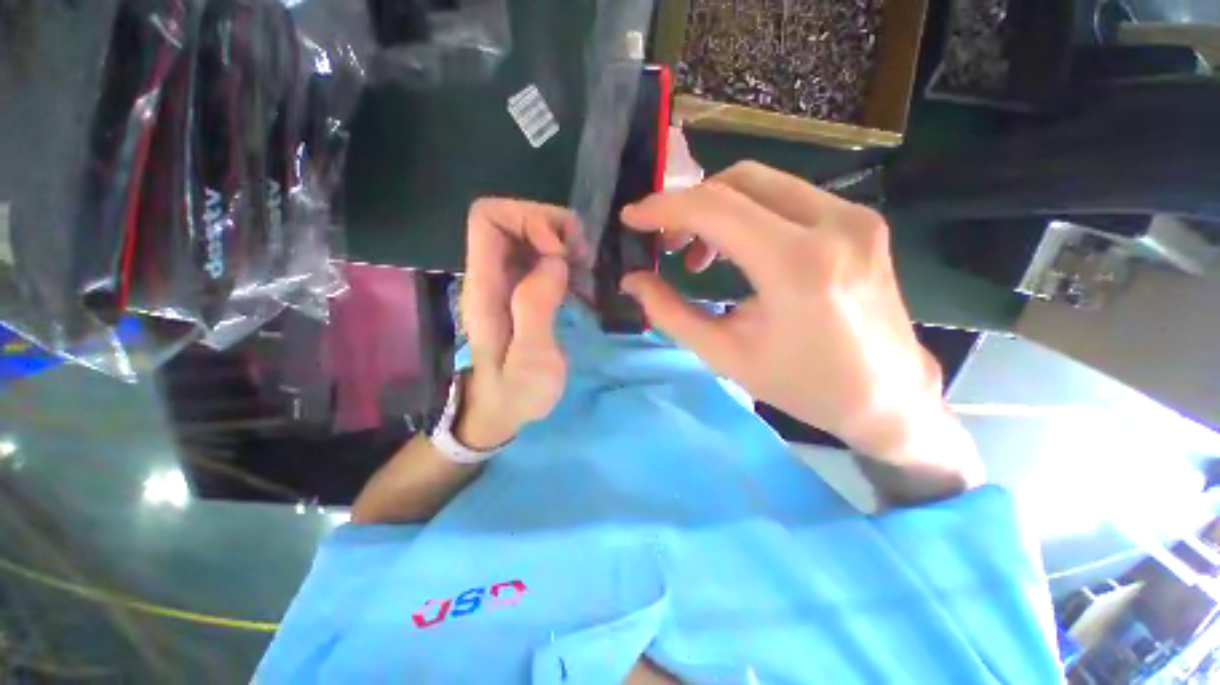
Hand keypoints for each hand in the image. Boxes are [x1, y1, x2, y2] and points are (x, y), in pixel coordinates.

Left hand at [458, 199, 582, 449]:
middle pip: (510, 218)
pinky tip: (580, 278)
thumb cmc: (516, 392)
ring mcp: (505, 282)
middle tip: (581, 256)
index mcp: (486, 287)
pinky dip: (563, 256)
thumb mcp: (531, 360)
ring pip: (527, 234)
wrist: (500, 410)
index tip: (560, 251)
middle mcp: (491, 275)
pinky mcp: (520, 291)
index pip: (488, 219)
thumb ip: (536, 308)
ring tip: (585, 266)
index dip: (528, 219)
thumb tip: (553, 260)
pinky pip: (539, 256)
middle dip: (551, 225)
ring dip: (560, 240)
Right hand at [620, 162, 980, 486]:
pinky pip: (786, 197)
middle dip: (688, 205)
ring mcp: (853, 216)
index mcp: (797, 266)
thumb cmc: (802, 385)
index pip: (715, 208)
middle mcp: (832, 224)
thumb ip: (670, 313)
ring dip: (717, 208)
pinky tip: (736, 249)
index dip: (664, 208)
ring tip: (697, 254)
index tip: (633, 218)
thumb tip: (632, 280)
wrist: (887, 396)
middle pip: (738, 181)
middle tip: (665, 242)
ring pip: (763, 183)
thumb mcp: (724, 355)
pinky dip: (747, 214)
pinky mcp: (859, 220)